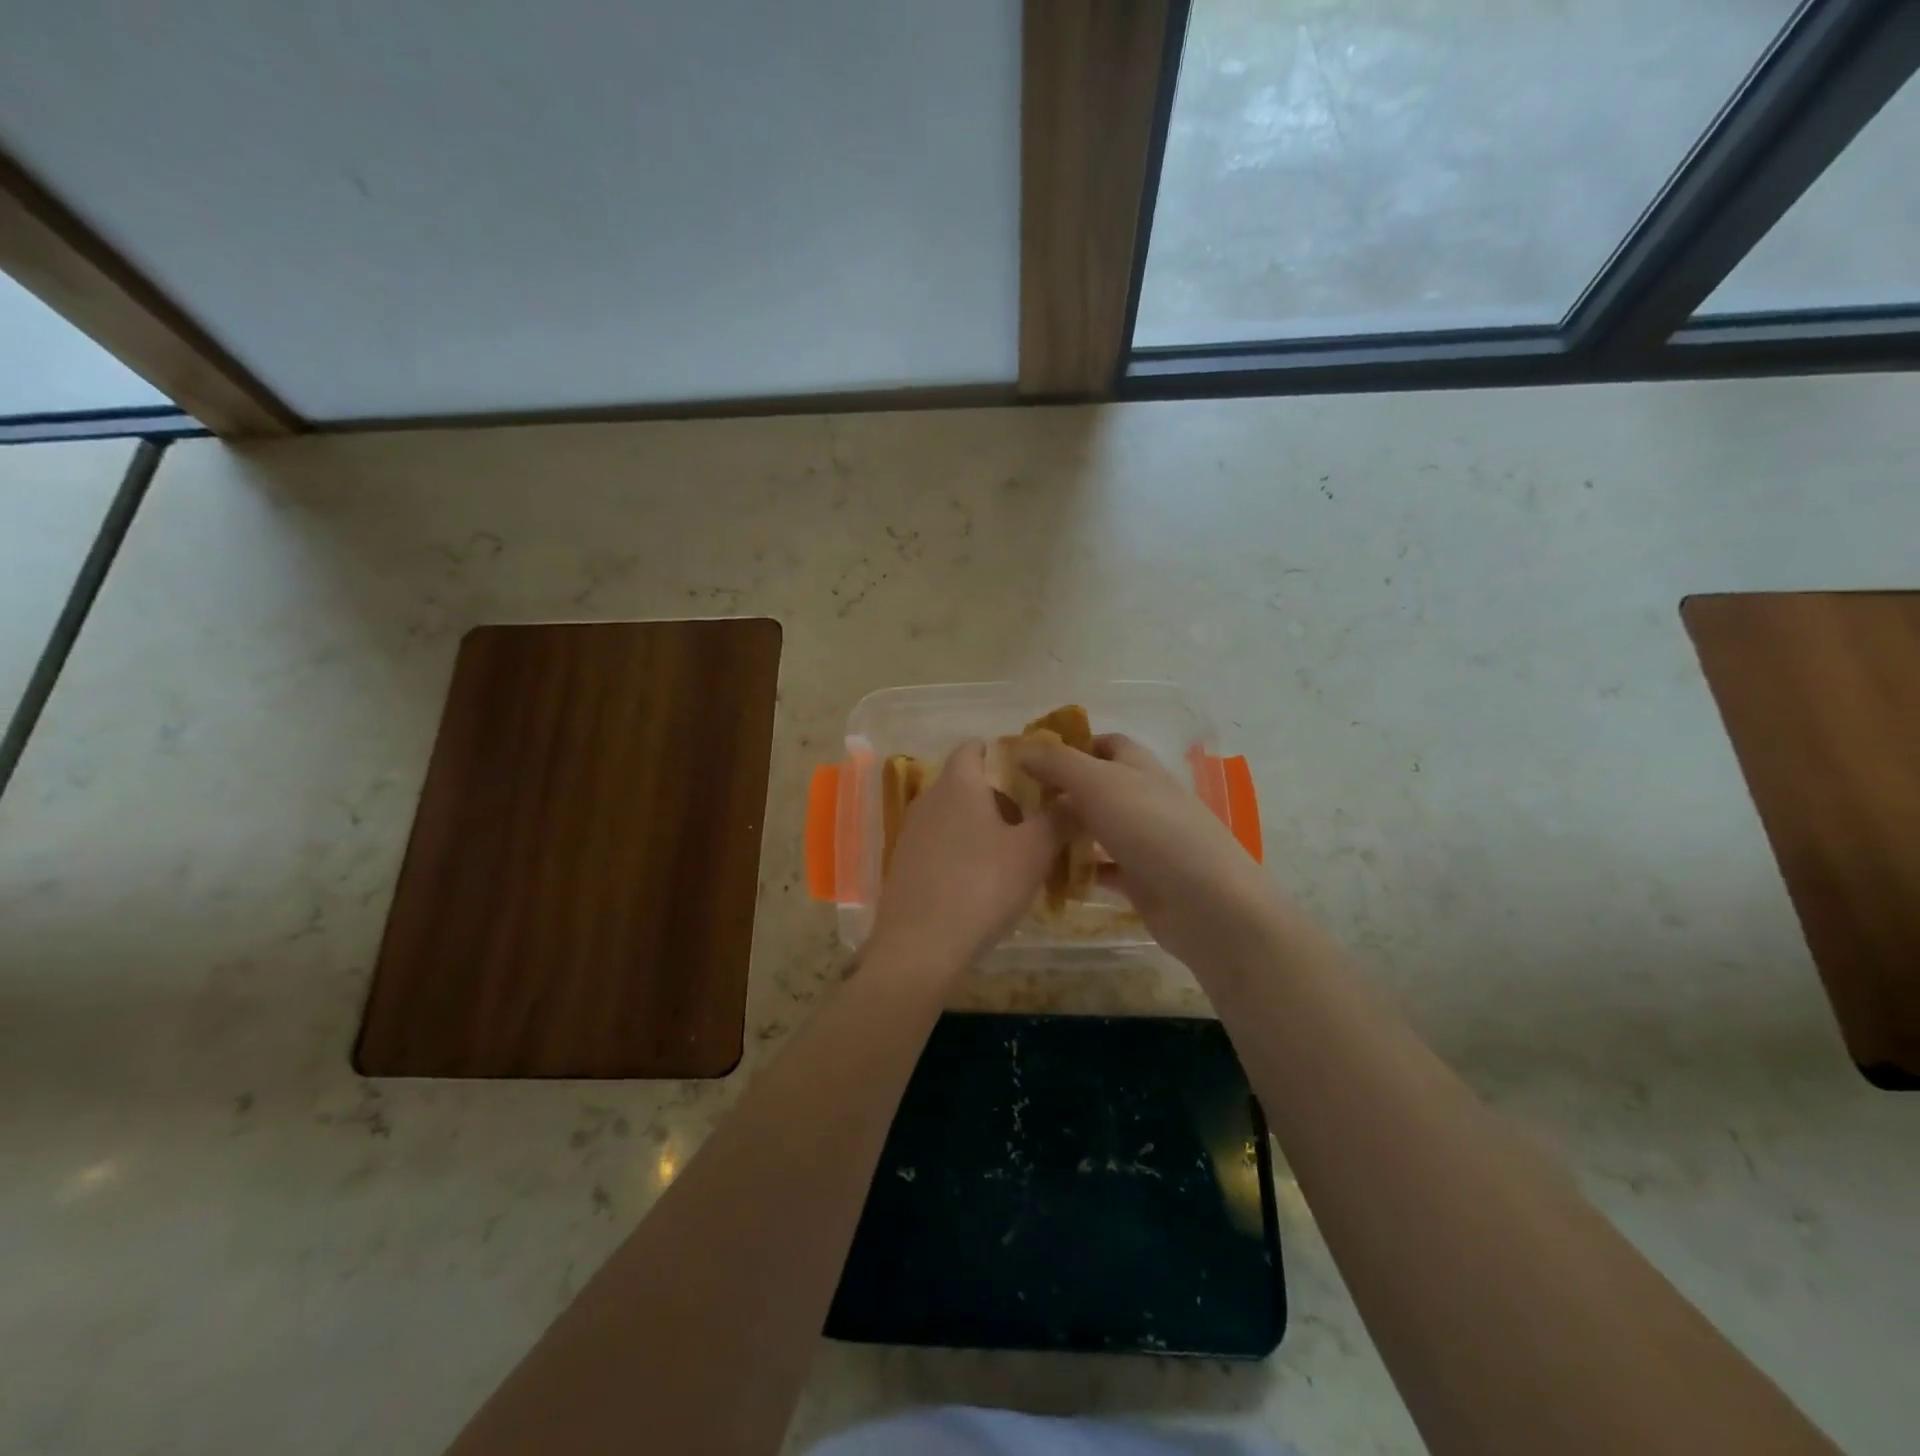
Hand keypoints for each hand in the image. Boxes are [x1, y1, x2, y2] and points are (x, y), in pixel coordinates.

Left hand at [866, 740, 1066, 974]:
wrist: (921, 946)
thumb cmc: (982, 885)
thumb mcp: (1034, 851)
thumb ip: (1060, 818)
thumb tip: (1078, 796)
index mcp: (958, 783)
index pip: (975, 747)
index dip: (1004, 754)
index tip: (1033, 775)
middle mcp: (929, 799)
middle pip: (968, 783)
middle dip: (1002, 797)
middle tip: (1036, 821)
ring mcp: (912, 833)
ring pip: (955, 816)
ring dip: (984, 827)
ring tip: (1016, 855)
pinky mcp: (905, 865)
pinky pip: (941, 845)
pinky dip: (964, 852)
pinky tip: (984, 882)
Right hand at [1019, 734, 1274, 965]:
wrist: (1206, 902)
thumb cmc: (1151, 829)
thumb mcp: (1099, 784)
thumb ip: (1059, 764)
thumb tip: (1022, 748)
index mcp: (1138, 767)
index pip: (1105, 743)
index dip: (1072, 745)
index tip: (1031, 757)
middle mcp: (1143, 798)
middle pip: (1097, 787)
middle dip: (1060, 791)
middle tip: (1015, 802)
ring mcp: (1144, 841)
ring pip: (1097, 828)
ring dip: (1066, 832)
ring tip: (1024, 838)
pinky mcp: (1142, 880)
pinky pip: (1103, 869)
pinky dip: (1080, 871)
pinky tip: (1051, 876)